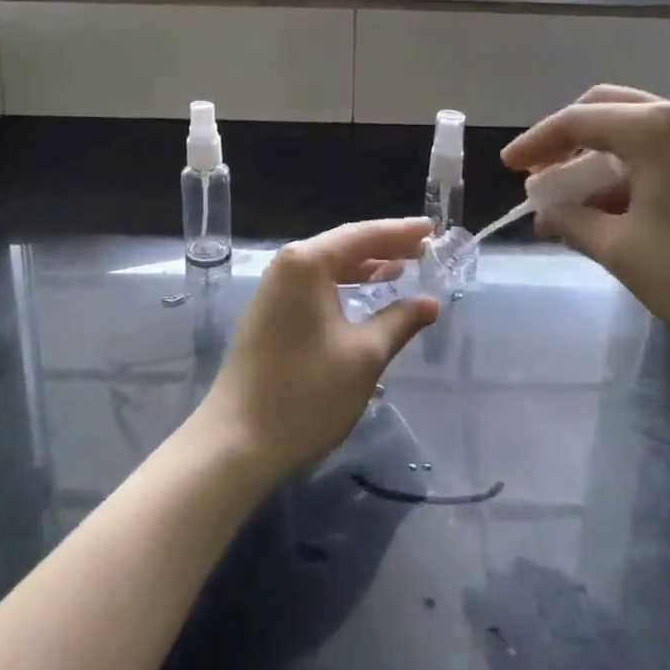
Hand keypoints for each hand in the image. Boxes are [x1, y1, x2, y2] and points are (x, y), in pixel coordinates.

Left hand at [198, 218, 438, 480]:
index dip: (400, 232)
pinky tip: (366, 292)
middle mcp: (288, 265)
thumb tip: (429, 303)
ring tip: (403, 266)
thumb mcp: (364, 356)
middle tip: (424, 246)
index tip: (432, 227)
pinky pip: (316, 284)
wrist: (238, 442)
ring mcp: (275, 288)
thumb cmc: (306, 393)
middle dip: (385, 245)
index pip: (363, 235)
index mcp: (308, 263)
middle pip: (345, 245)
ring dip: (366, 265)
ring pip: (329, 265)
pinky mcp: (271, 311)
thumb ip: (399, 321)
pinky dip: (345, 283)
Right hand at [503, 85, 669, 386]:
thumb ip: (575, 223)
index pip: (576, 121)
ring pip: (635, 132)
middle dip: (567, 139)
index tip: (507, 167)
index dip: (535, 143)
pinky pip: (663, 152)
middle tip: (541, 173)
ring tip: (574, 201)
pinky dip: (630, 171)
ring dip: (598, 159)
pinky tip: (619, 208)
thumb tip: (545, 211)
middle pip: (606, 110)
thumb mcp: (625, 252)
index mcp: (653, 128)